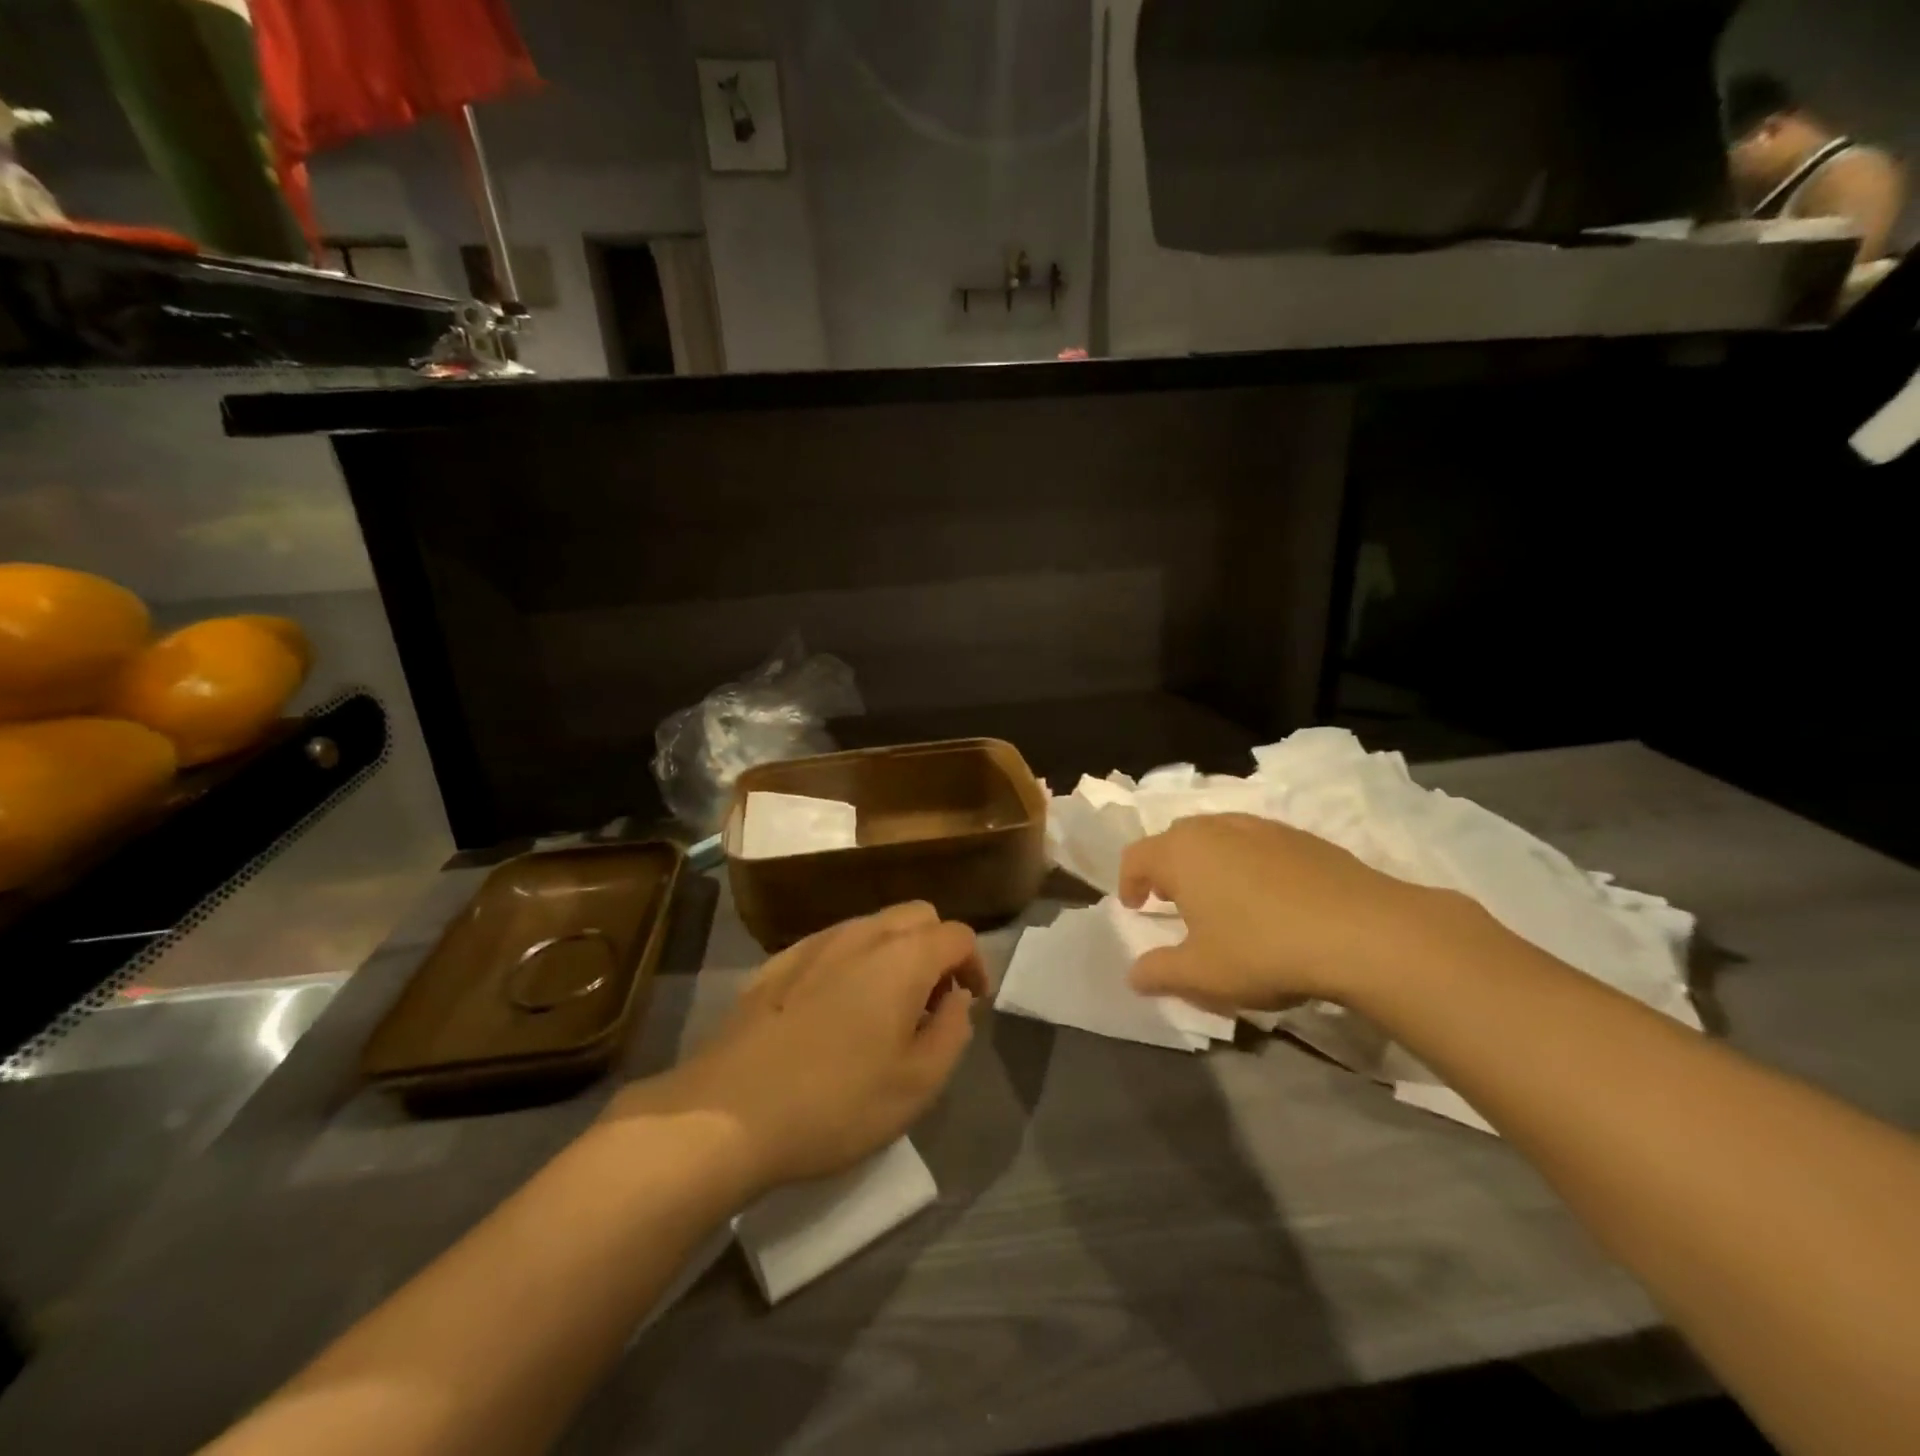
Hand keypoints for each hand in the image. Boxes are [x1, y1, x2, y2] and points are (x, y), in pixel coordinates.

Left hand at [606, 902, 986, 1193]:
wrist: (726, 1112)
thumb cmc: (836, 1102)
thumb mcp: (917, 1084)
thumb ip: (952, 1031)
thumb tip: (956, 999)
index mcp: (903, 958)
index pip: (958, 935)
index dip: (975, 965)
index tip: (970, 1003)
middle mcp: (862, 934)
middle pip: (917, 915)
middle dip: (936, 948)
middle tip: (931, 1002)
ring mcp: (815, 943)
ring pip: (873, 925)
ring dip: (895, 953)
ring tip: (885, 1009)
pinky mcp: (778, 961)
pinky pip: (833, 944)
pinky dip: (853, 962)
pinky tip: (835, 1011)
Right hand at [1118, 813, 1475, 1010]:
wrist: (1363, 931)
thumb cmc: (1262, 949)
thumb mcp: (1202, 975)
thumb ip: (1159, 972)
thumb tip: (1134, 974)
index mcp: (1180, 853)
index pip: (1136, 856)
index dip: (1128, 882)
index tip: (1135, 907)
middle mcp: (1215, 828)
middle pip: (1175, 838)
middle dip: (1167, 867)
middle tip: (1173, 900)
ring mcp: (1261, 827)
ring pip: (1218, 836)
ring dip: (1207, 862)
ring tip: (1221, 897)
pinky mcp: (1302, 836)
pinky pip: (1256, 843)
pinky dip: (1248, 862)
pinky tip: (1270, 898)